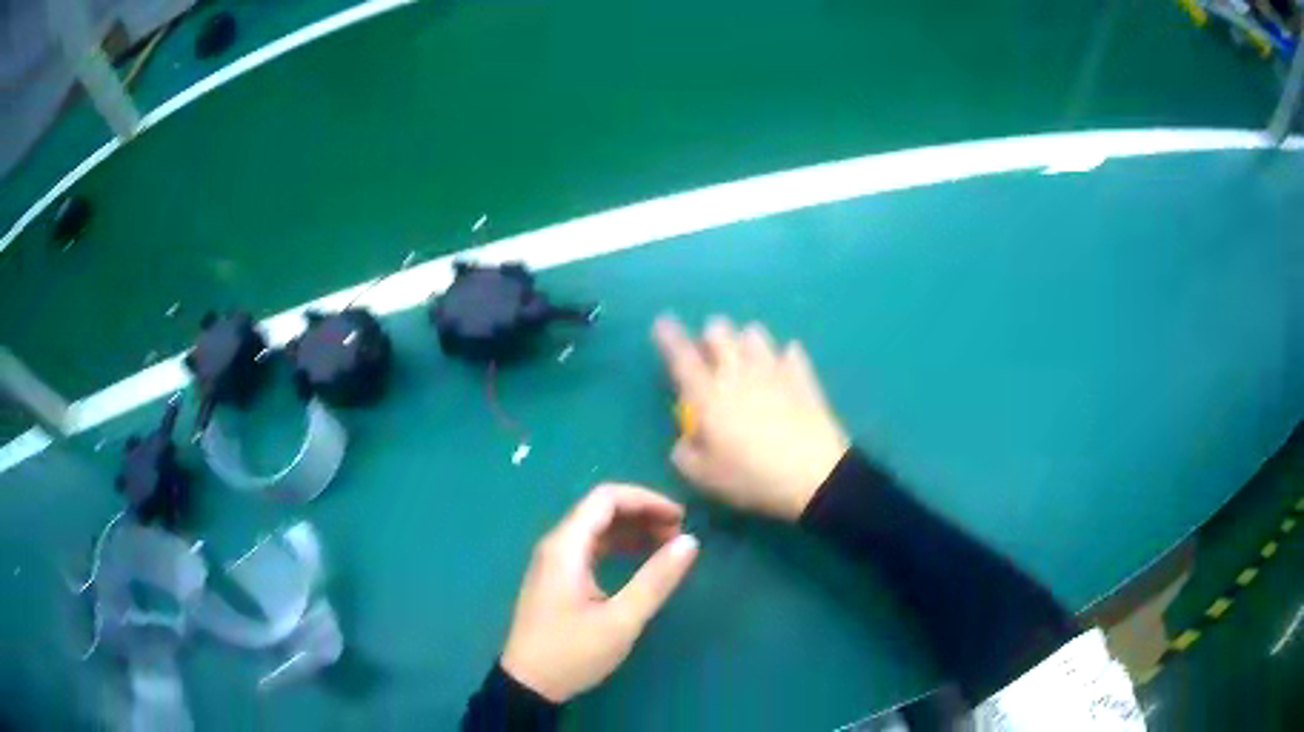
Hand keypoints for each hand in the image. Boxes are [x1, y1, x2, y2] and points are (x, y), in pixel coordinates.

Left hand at [501, 484, 699, 702]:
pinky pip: (591, 549)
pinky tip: (640, 562)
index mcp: (566, 547)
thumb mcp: (621, 620)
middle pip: (601, 510)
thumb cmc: (573, 652)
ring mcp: (554, 562)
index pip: (606, 498)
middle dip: (642, 514)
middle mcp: (557, 545)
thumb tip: (690, 542)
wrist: (529, 684)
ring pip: (596, 529)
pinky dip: (619, 547)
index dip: (646, 500)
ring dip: (632, 530)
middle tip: (679, 534)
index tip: (681, 518)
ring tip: (668, 546)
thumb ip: (656, 580)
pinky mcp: (557, 579)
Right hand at [653, 315, 849, 520]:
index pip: (681, 356)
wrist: (814, 477)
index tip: (663, 321)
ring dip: (745, 341)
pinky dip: (784, 356)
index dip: (669, 336)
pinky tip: (784, 368)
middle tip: (711, 353)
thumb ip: (685, 454)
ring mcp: (774, 370)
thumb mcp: (704, 478)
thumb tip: (686, 439)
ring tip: (747, 360)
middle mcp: (737, 373)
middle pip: (719, 331)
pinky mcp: (803, 377)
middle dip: (711, 336)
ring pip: (754, 333)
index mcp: (707, 395)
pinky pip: (792, 351)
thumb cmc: (752, 478)